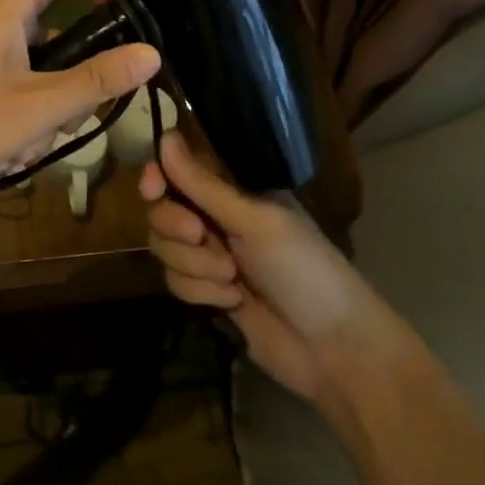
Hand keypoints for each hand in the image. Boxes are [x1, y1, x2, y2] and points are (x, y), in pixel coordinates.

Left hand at [0, 0, 160, 192]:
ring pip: (36, 69)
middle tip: (75, 112)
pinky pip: (13, 89)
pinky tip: (6, 152)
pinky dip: (20, 118)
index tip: (123, 16)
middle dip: (71, 76)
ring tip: (28, 143)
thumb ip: (95, 81)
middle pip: (54, 29)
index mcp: (7, 10)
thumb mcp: (39, 106)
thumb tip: (150, 54)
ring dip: (44, 108)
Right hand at [139, 133, 398, 402]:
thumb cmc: (303, 269)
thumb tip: (165, 136)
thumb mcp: (255, 220)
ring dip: (193, 265)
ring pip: (164, 248)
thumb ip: (204, 185)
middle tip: (201, 236)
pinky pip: (174, 281)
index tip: (153, 188)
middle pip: (161, 210)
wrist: (331, 347)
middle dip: (175, 227)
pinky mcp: (205, 292)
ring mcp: (209, 255)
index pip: (179, 169)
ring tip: (231, 279)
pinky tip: (232, 303)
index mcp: (235, 189)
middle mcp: (216, 217)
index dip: (158, 176)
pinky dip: (200, 292)